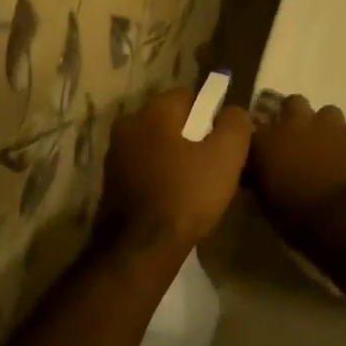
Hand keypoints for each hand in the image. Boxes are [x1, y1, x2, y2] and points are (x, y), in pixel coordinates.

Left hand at [98, 89, 251, 256]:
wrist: (140, 249)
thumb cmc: (187, 194)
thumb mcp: (227, 155)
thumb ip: (235, 123)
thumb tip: (232, 112)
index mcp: (153, 111)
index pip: (190, 96)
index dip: (212, 116)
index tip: (224, 143)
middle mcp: (128, 125)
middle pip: (171, 121)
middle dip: (193, 137)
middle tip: (213, 165)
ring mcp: (115, 155)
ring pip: (157, 146)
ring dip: (175, 158)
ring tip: (196, 186)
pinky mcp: (110, 183)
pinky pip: (145, 169)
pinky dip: (160, 177)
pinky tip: (175, 199)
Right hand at [248, 95, 345, 220]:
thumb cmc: (298, 218)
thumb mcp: (267, 202)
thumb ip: (263, 175)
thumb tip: (262, 169)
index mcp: (268, 139)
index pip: (255, 123)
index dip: (262, 133)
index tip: (265, 145)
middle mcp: (297, 122)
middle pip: (293, 103)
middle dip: (296, 117)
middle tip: (300, 139)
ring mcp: (333, 125)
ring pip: (328, 113)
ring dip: (327, 129)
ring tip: (331, 151)